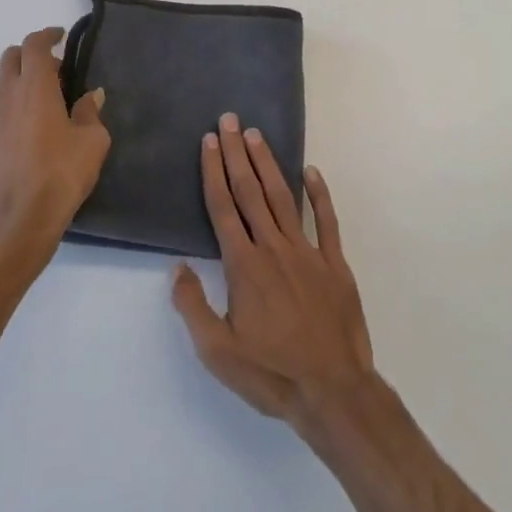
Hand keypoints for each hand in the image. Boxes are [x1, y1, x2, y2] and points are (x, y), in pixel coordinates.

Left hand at [0, 27, 109, 263]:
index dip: (47, 35)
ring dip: (14, 85)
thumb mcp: (92, 142)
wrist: (17, 222)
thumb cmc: (61, 175)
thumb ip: (90, 112)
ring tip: (35, 105)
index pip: (34, 45)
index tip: (60, 37)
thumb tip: (91, 96)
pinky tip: (18, 138)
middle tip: (51, 71)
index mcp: (34, 87)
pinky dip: (4, 116)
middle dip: (29, 55)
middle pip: (9, 58)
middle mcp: (4, 96)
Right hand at [171, 113, 375, 434]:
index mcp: (244, 265)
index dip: (213, 172)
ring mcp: (307, 252)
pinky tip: (311, 172)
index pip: (223, 207)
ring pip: (282, 198)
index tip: (208, 141)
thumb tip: (177, 268)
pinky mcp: (334, 264)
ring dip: (268, 164)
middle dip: (236, 153)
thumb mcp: (218, 352)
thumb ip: (193, 307)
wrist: (333, 391)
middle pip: (250, 191)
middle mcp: (273, 248)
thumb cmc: (271, 373)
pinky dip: (319, 194)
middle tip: (229, 120)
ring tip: (256, 135)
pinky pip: (326, 221)